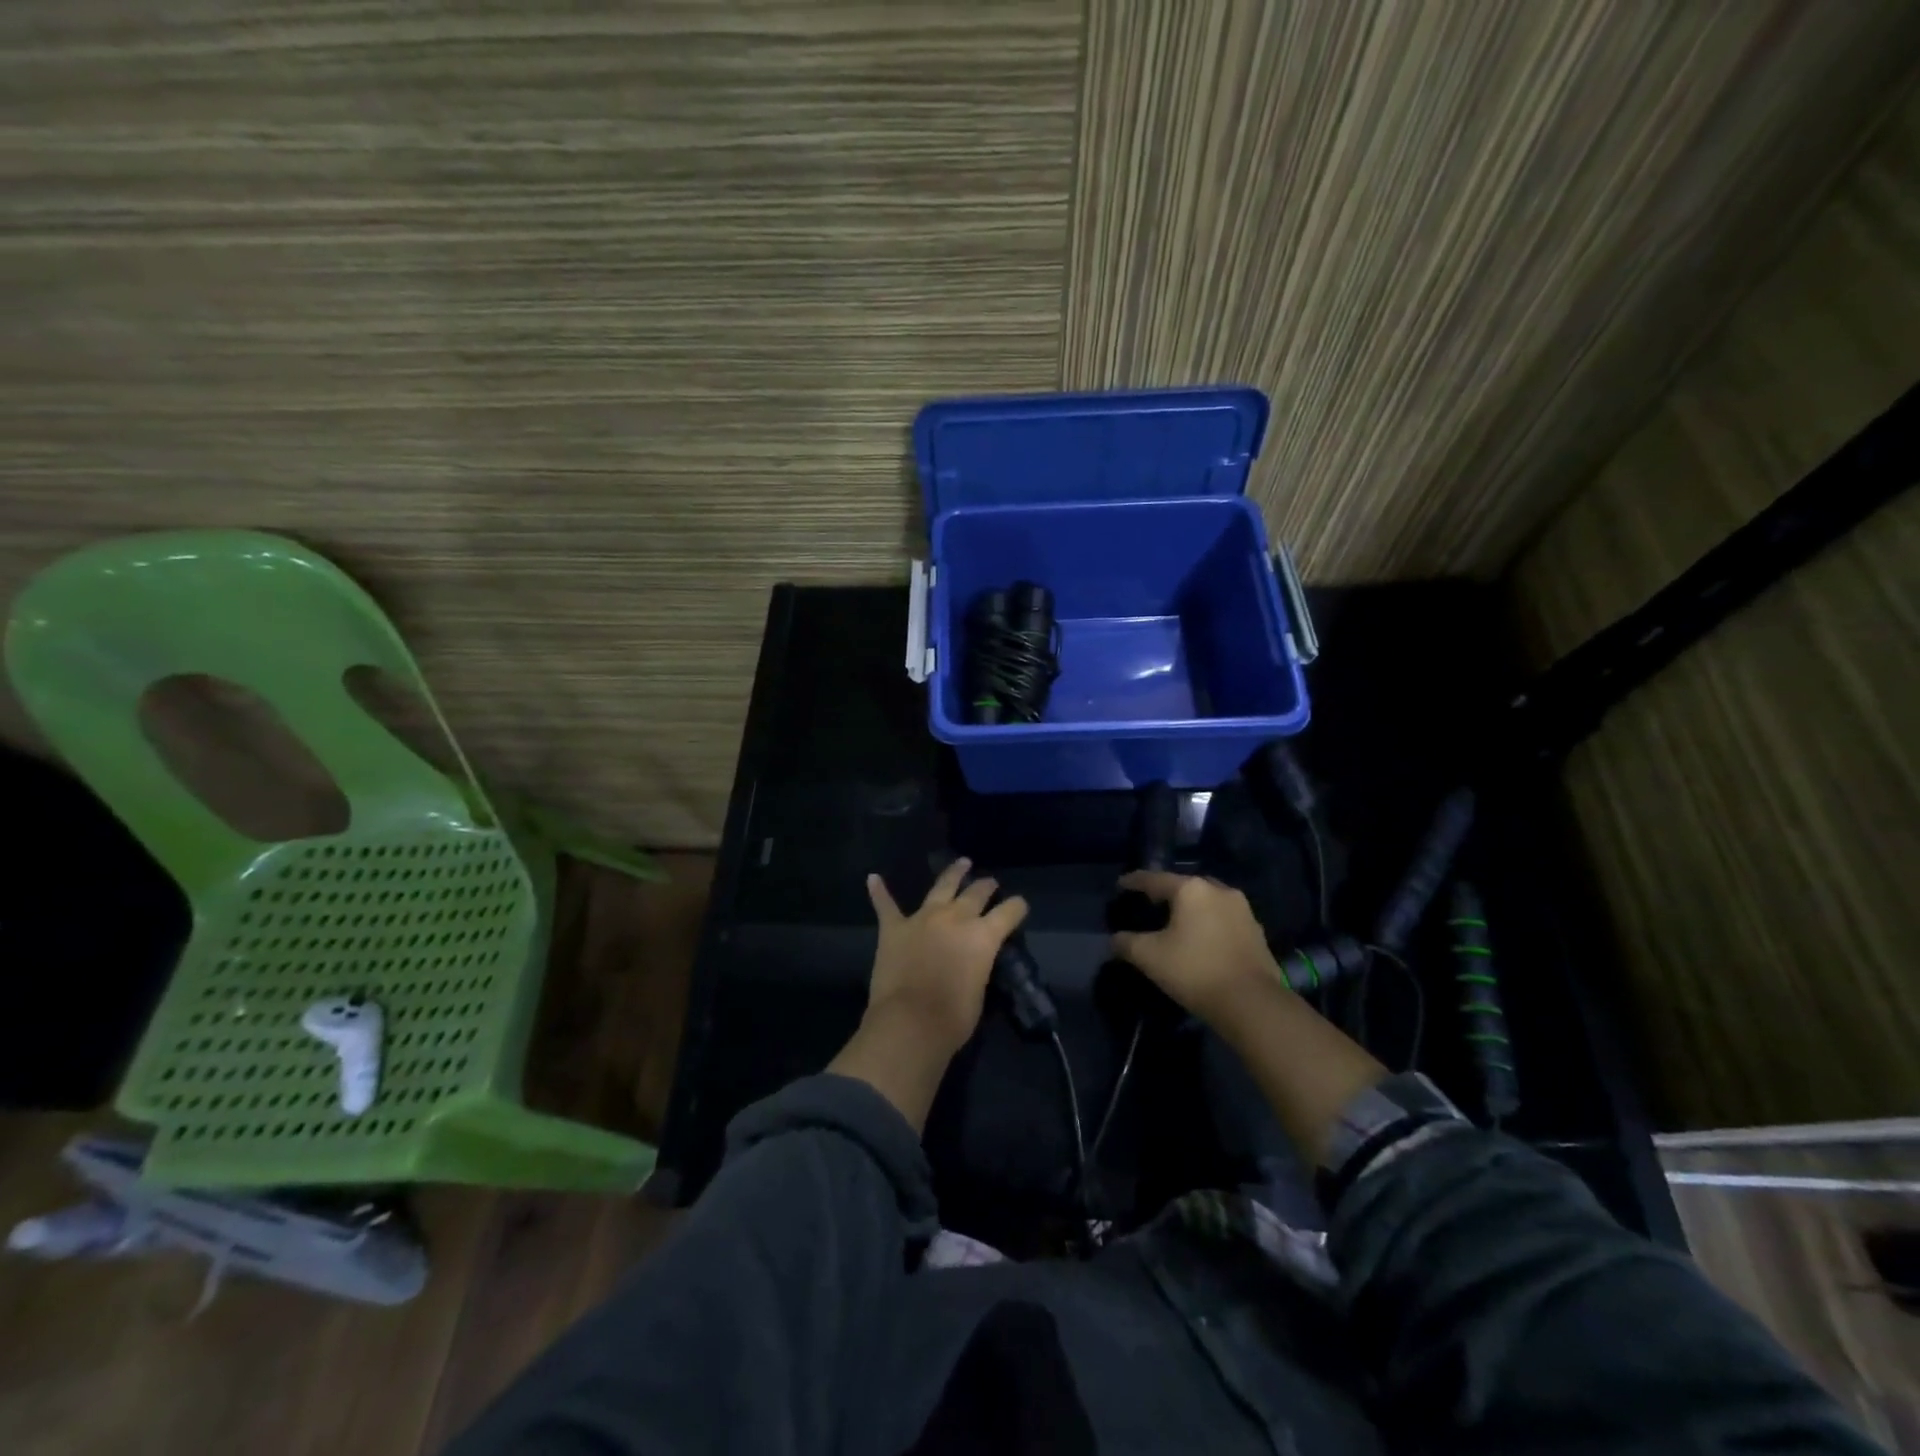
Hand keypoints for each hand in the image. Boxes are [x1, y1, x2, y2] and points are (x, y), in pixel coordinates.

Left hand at [864, 857, 1029, 1057]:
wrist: (910, 1022)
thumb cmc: (953, 1018)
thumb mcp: (980, 989)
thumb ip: (978, 965)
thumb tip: (972, 960)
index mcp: (983, 935)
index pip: (1009, 912)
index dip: (1017, 907)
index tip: (1020, 905)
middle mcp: (956, 917)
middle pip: (976, 893)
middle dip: (986, 886)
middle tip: (990, 883)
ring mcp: (923, 918)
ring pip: (941, 886)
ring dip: (953, 873)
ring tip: (961, 863)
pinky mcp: (894, 927)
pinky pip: (886, 905)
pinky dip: (879, 892)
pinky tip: (873, 879)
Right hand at [1110, 871, 1280, 1022]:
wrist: (1252, 1003)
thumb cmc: (1194, 971)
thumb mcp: (1149, 957)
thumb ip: (1126, 943)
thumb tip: (1115, 939)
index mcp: (1191, 889)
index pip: (1154, 879)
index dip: (1134, 881)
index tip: (1120, 885)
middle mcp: (1218, 890)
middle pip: (1184, 886)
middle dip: (1165, 893)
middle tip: (1148, 904)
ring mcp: (1242, 909)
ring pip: (1206, 901)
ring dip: (1190, 908)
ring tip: (1175, 922)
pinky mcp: (1256, 930)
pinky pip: (1223, 918)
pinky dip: (1208, 923)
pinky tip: (1200, 938)